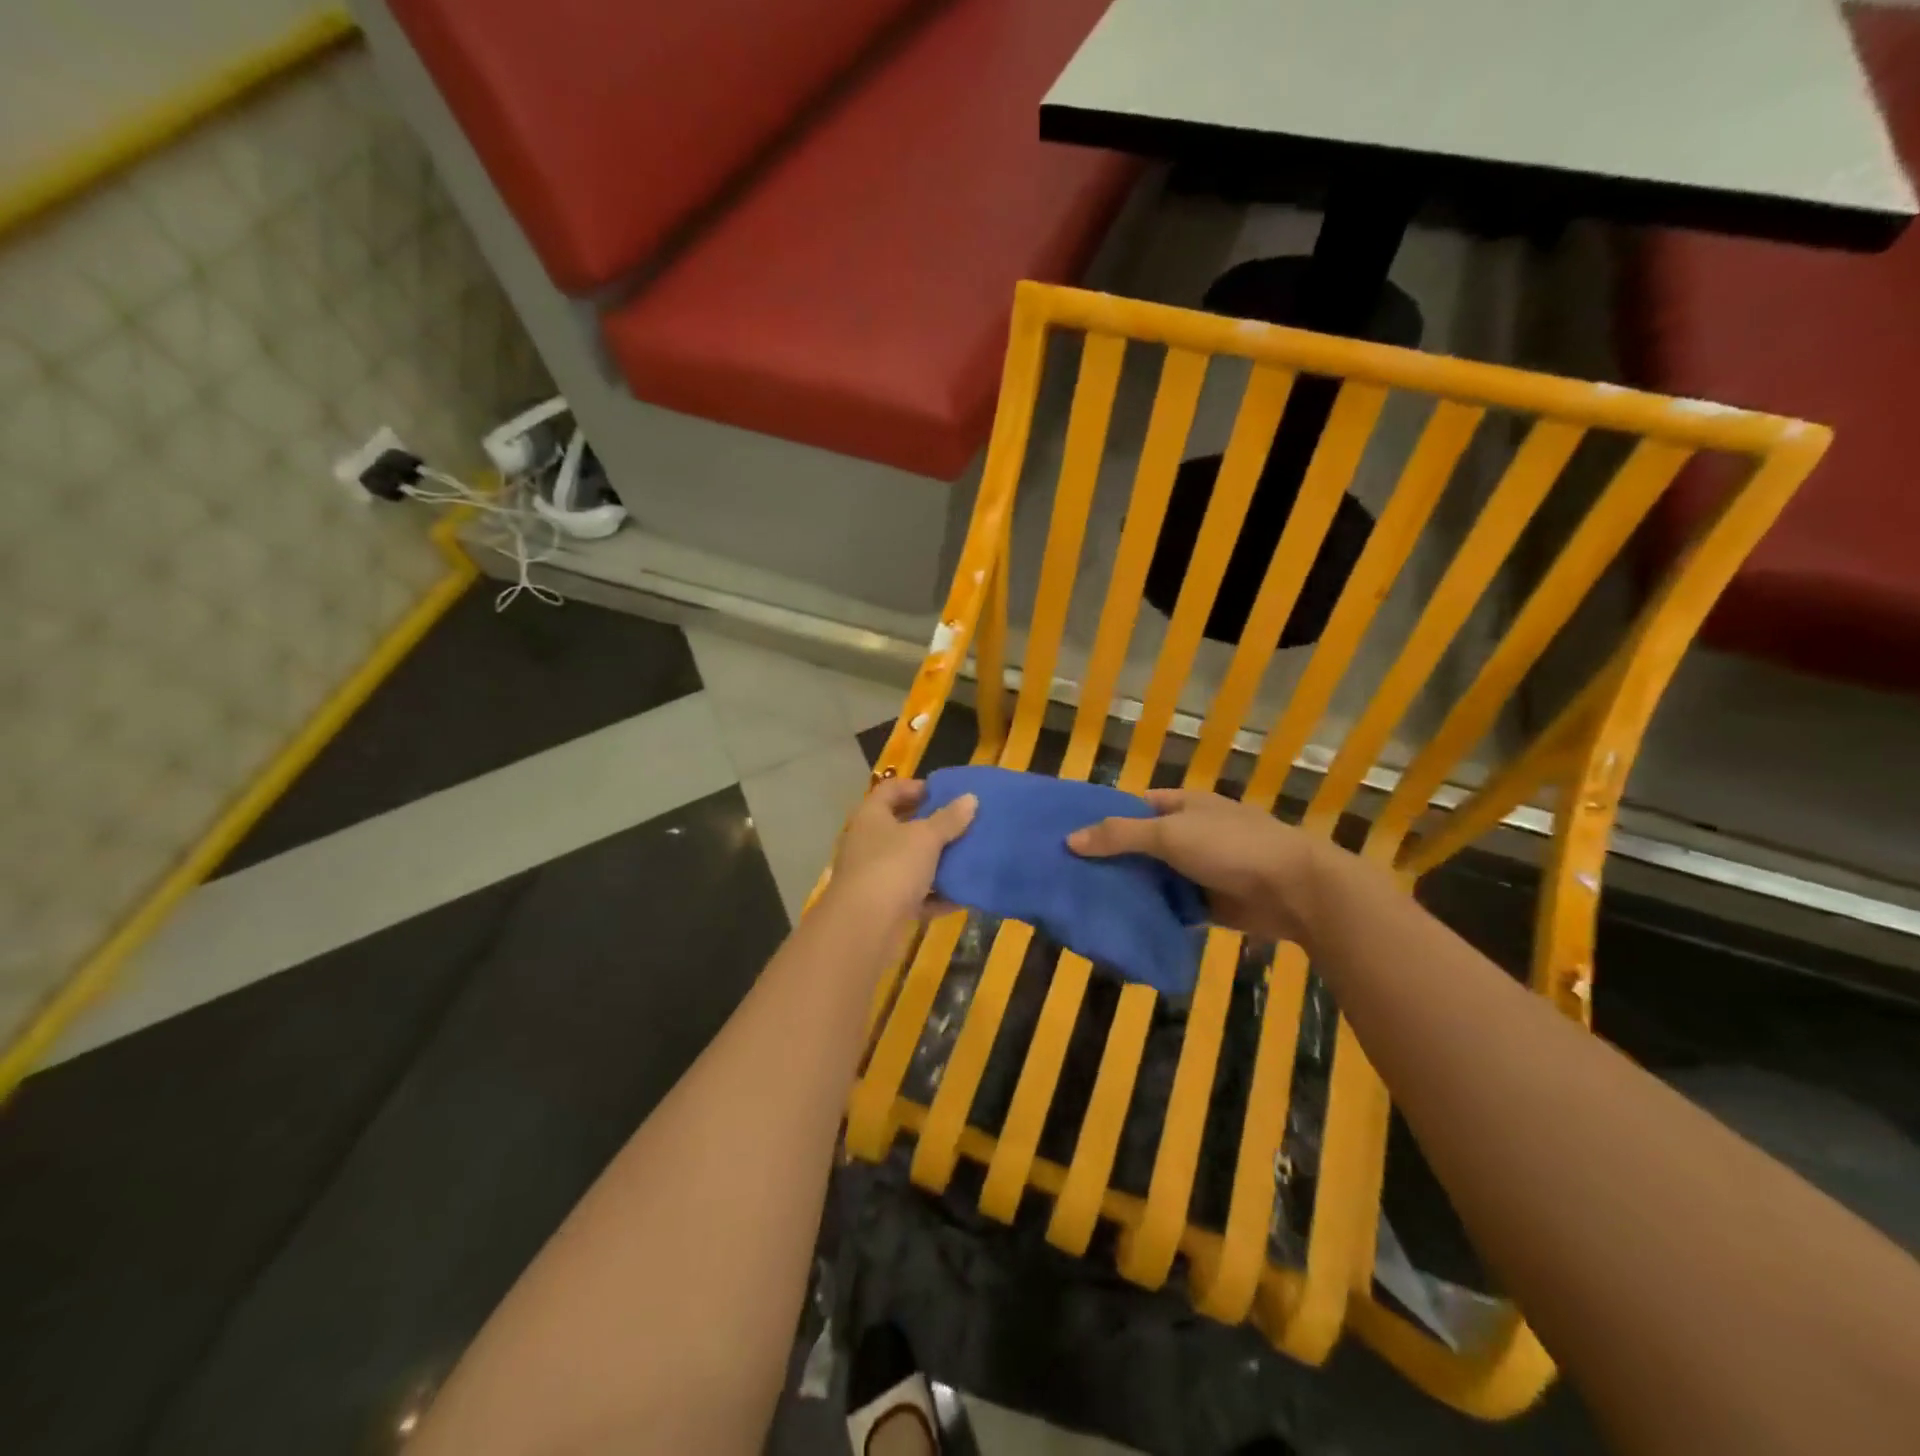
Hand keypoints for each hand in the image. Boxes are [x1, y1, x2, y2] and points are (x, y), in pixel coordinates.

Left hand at [827, 778, 975, 925]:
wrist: (863, 928)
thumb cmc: (892, 867)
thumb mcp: (926, 838)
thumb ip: (949, 819)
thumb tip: (970, 798)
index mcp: (871, 816)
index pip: (891, 789)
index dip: (918, 787)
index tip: (947, 794)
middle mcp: (867, 842)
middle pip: (901, 826)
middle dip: (932, 826)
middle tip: (963, 825)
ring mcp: (873, 875)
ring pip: (908, 862)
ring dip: (936, 862)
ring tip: (967, 858)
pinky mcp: (882, 906)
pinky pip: (913, 895)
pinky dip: (934, 896)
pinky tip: (960, 897)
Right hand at [1068, 789, 1323, 944]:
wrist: (1295, 890)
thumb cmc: (1231, 847)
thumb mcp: (1169, 833)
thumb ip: (1120, 835)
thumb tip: (1070, 840)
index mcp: (1181, 805)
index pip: (1132, 807)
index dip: (1102, 818)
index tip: (1067, 836)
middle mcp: (1187, 834)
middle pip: (1139, 844)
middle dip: (1110, 859)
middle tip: (1067, 876)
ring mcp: (1198, 869)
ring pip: (1153, 878)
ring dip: (1129, 889)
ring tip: (1084, 902)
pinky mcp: (1207, 903)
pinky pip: (1170, 906)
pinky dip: (1150, 913)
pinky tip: (1120, 924)